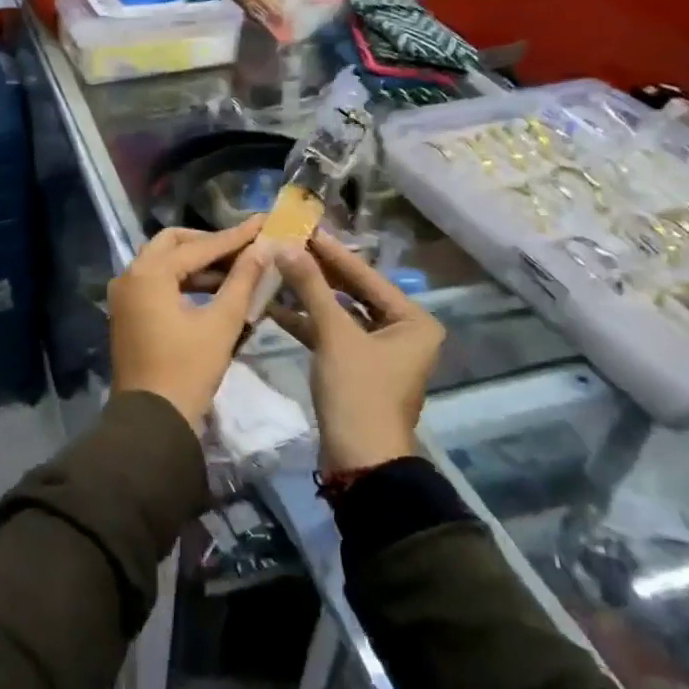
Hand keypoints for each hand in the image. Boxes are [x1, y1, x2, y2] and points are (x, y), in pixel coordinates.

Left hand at [109, 217, 271, 429]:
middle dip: (209, 244)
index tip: (263, 224)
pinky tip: (214, 290)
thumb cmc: (188, 369)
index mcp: (149, 273)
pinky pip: (157, 283)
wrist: (152, 420)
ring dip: (197, 264)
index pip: (199, 247)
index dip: (234, 237)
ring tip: (237, 269)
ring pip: (164, 263)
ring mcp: (124, 295)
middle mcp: (130, 275)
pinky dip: (183, 282)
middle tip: (243, 247)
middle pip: (173, 244)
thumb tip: (262, 248)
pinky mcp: (127, 312)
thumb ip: (242, 281)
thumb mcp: (221, 323)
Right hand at [272, 232, 445, 473]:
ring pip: (339, 314)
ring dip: (308, 296)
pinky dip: (307, 323)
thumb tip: (287, 246)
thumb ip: (311, 287)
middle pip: (353, 293)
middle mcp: (402, 332)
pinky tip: (275, 306)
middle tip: (287, 245)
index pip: (366, 276)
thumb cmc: (358, 391)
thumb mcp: (334, 334)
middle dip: (318, 272)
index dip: (332, 253)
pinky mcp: (356, 368)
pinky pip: (332, 335)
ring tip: (276, 270)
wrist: (359, 460)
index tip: (305, 228)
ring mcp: (379, 352)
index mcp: (413, 321)